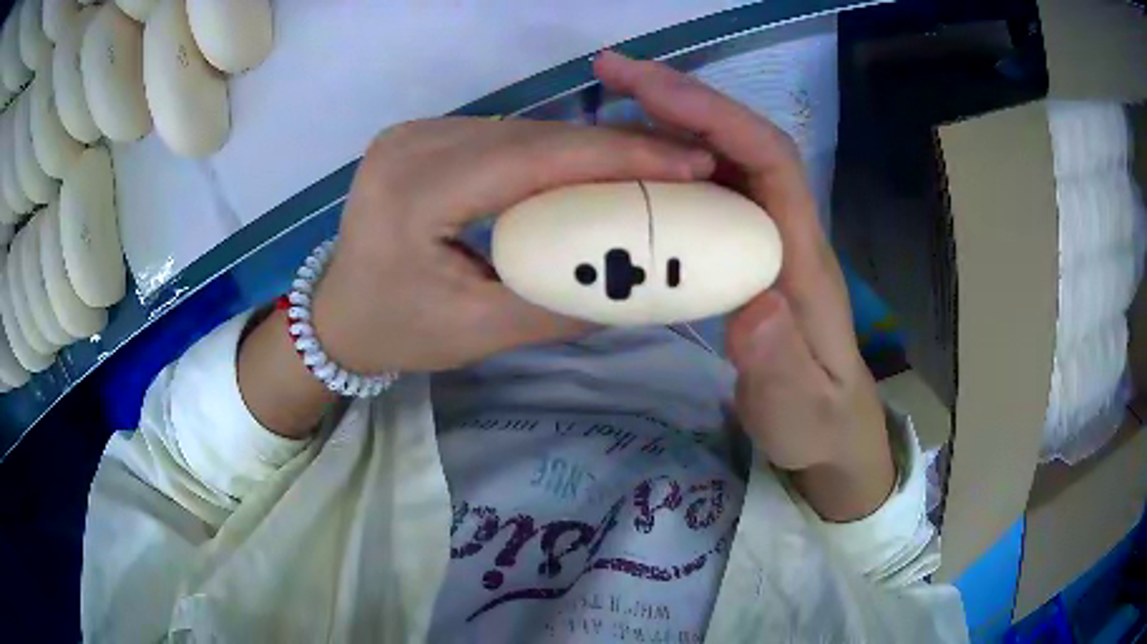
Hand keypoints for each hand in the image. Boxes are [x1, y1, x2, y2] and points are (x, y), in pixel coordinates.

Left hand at [312, 117, 715, 374]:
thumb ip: (560, 306)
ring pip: (521, 128)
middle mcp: (411, 143)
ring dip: (586, 147)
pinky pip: (502, 135)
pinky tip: (587, 169)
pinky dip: (551, 151)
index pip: (534, 158)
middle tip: (683, 163)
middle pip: (532, 134)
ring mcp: (413, 132)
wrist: (336, 316)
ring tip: (649, 166)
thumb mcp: (479, 332)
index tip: (688, 160)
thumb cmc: (397, 331)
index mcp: (414, 191)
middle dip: (614, 147)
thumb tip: (640, 287)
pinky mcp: (421, 136)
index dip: (619, 153)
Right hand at [596, 52, 892, 520]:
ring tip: (608, 99)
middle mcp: (784, 229)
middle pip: (742, 139)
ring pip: (722, 157)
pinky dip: (666, 162)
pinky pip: (705, 190)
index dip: (716, 114)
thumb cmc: (817, 420)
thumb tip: (752, 305)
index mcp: (801, 255)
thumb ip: (780, 365)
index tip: (649, 88)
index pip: (770, 159)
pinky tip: (627, 164)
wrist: (831, 431)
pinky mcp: (743, 252)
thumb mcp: (799, 408)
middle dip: (681, 96)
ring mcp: (763, 237)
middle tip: (610, 72)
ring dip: (669, 119)